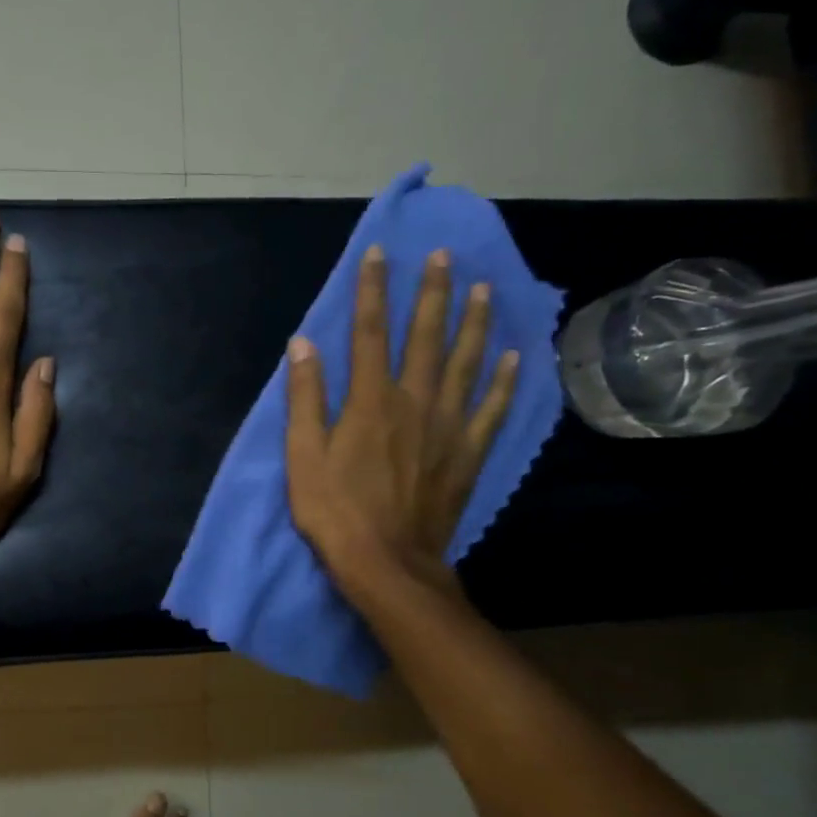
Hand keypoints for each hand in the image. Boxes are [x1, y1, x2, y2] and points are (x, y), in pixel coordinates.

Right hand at [285, 246, 517, 604]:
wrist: (386, 562)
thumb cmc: (334, 509)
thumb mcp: (302, 455)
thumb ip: (304, 397)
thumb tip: (302, 344)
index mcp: (370, 400)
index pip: (369, 332)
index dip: (372, 290)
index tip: (379, 254)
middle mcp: (414, 401)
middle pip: (425, 336)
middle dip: (431, 292)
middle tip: (444, 256)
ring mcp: (448, 426)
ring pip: (465, 362)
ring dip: (473, 322)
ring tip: (482, 288)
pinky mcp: (468, 452)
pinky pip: (492, 408)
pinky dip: (504, 380)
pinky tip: (513, 356)